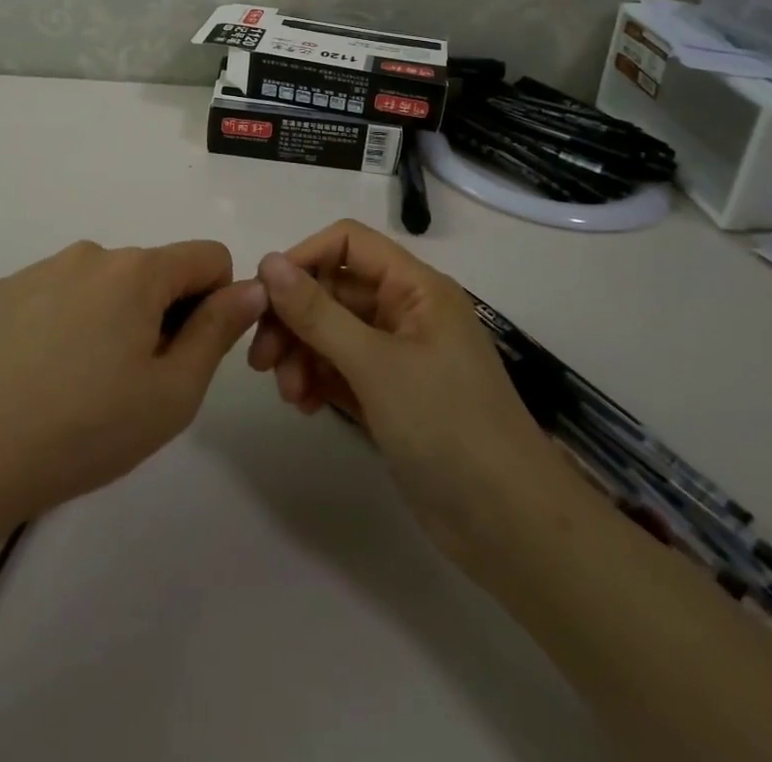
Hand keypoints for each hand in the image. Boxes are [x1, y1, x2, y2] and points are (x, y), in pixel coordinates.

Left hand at [0, 240, 266, 516]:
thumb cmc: (87, 430)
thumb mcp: (172, 393)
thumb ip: (218, 331)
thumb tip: (252, 287)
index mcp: (137, 271)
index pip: (207, 256)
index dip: (214, 301)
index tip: (185, 351)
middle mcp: (91, 253)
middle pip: (152, 271)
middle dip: (158, 313)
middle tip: (129, 380)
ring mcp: (42, 268)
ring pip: (103, 282)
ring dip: (110, 316)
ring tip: (80, 380)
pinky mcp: (4, 290)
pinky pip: (57, 292)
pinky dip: (64, 321)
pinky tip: (39, 372)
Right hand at [248, 220, 560, 565]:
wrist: (511, 528)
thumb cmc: (448, 427)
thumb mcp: (376, 365)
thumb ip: (318, 313)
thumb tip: (268, 262)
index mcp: (416, 287)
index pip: (348, 244)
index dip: (304, 259)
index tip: (264, 295)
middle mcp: (407, 312)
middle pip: (334, 291)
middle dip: (295, 319)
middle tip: (261, 358)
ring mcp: (399, 356)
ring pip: (332, 333)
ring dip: (302, 354)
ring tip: (288, 393)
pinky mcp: (391, 396)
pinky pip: (341, 370)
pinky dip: (318, 380)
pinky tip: (303, 406)